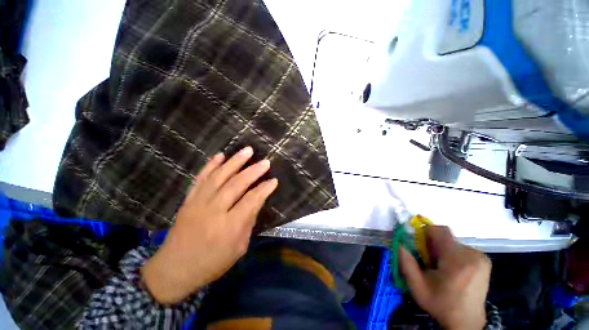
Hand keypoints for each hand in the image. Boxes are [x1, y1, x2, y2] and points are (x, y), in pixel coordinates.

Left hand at [141, 146, 277, 303]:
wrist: (174, 269)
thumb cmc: (212, 263)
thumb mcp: (239, 248)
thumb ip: (249, 222)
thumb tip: (257, 201)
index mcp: (229, 226)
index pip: (251, 200)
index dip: (264, 189)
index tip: (274, 181)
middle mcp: (214, 210)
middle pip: (237, 184)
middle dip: (254, 171)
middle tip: (265, 162)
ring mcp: (199, 202)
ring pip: (220, 176)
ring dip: (235, 161)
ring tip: (247, 150)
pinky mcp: (188, 200)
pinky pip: (201, 178)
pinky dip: (211, 165)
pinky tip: (220, 155)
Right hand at [399, 226, 490, 329]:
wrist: (466, 322)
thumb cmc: (440, 304)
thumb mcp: (416, 285)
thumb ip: (405, 261)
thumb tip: (398, 241)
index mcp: (457, 261)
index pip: (440, 231)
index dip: (425, 232)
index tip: (419, 245)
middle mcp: (473, 255)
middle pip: (445, 237)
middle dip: (433, 245)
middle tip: (429, 261)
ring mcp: (481, 258)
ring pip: (452, 242)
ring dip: (442, 250)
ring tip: (441, 268)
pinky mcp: (484, 260)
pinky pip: (462, 248)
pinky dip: (452, 254)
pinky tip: (452, 270)